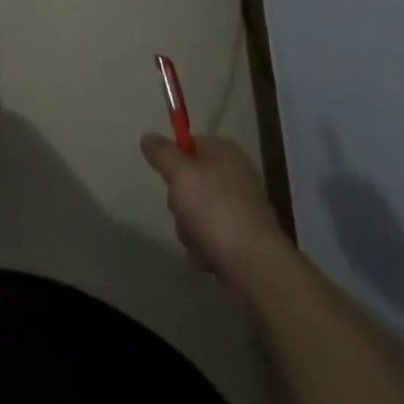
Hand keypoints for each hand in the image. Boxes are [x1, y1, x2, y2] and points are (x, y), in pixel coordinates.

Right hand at [142, 133, 286, 301]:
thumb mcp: (180, 173)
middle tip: (183, 211)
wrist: (255, 265)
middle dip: (180, 202)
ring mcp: (240, 209)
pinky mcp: (242, 240)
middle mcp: (235, 176)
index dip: (174, 161)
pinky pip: (210, 237)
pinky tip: (209, 257)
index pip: (188, 144)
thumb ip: (161, 152)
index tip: (169, 179)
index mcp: (224, 152)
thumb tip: (148, 137)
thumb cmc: (215, 209)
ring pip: (195, 213)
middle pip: (189, 182)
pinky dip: (204, 247)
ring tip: (199, 240)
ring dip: (189, 229)